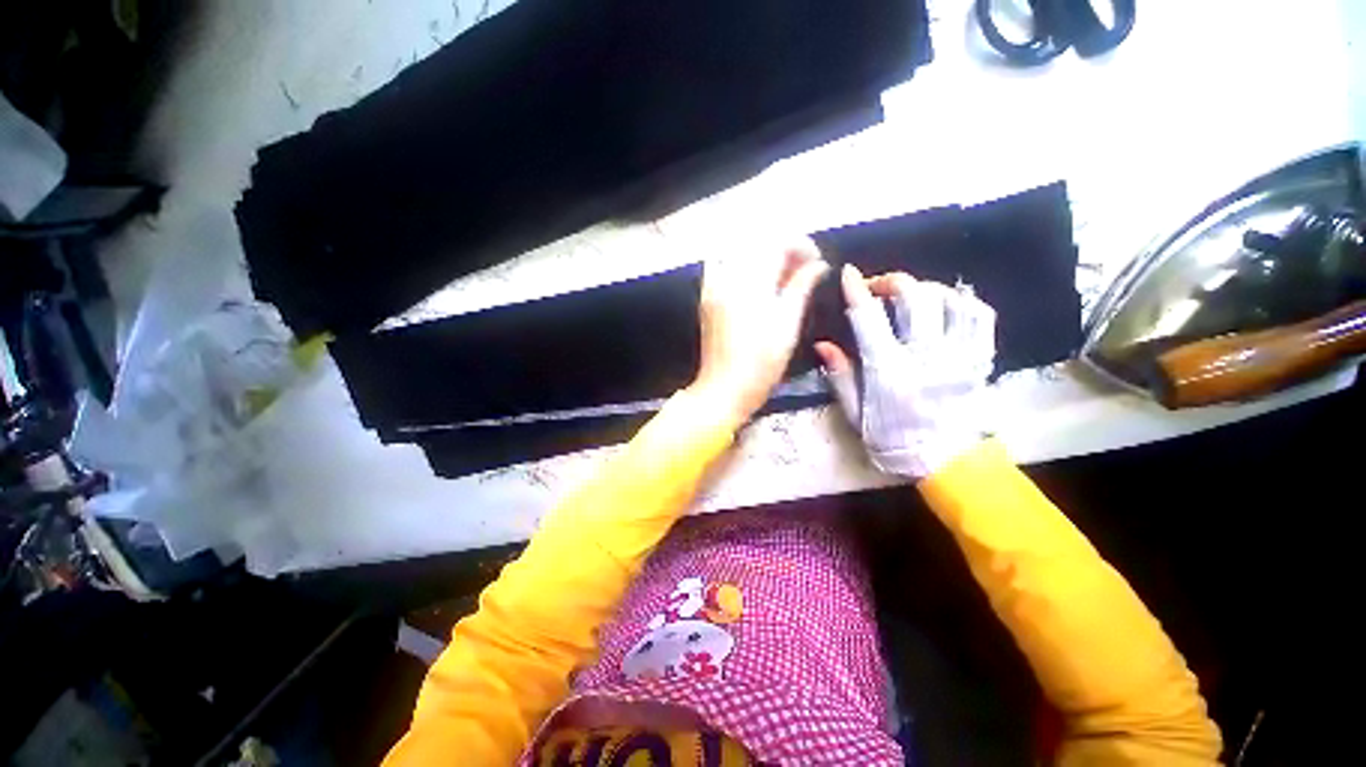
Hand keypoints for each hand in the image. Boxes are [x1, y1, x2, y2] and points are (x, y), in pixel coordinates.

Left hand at [690, 237, 828, 424]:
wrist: (723, 389)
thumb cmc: (761, 364)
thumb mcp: (787, 326)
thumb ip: (801, 288)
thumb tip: (818, 265)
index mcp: (750, 285)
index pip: (776, 243)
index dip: (801, 245)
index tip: (815, 262)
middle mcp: (728, 277)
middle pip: (758, 242)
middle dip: (784, 249)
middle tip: (801, 270)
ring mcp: (712, 286)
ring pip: (740, 251)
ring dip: (764, 255)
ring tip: (780, 276)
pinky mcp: (706, 296)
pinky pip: (723, 264)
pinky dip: (742, 264)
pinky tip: (755, 282)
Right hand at [815, 265, 995, 478]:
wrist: (946, 461)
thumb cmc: (891, 439)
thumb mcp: (854, 413)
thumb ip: (839, 376)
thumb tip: (823, 344)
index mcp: (889, 371)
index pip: (869, 319)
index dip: (857, 291)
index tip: (849, 274)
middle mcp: (927, 356)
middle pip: (915, 298)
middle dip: (892, 281)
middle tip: (878, 287)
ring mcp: (959, 355)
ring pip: (950, 300)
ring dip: (926, 288)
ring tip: (912, 295)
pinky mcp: (980, 358)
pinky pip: (979, 316)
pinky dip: (962, 300)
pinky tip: (945, 303)